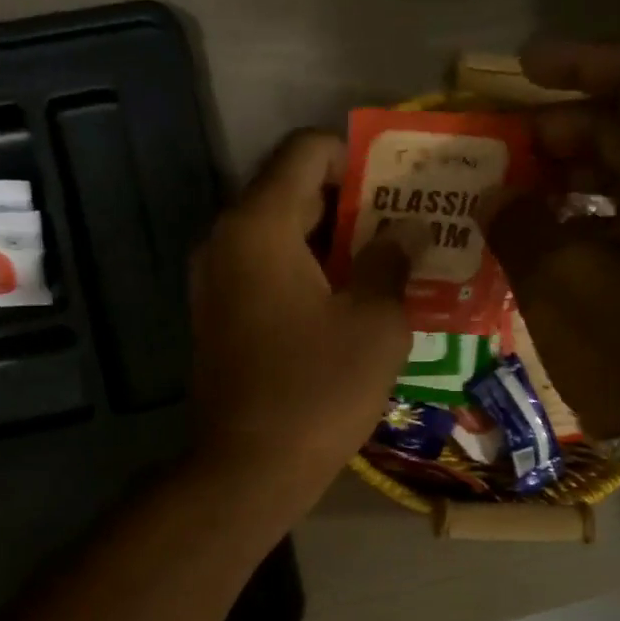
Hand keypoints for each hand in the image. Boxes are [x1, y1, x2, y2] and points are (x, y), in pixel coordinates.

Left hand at [189, 129, 410, 514]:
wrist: (248, 469)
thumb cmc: (318, 391)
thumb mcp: (375, 323)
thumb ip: (390, 262)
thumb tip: (400, 234)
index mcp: (258, 225)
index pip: (305, 151)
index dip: (356, 155)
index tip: (397, 186)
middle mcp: (225, 240)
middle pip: (290, 191)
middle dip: (350, 201)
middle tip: (405, 224)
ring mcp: (214, 281)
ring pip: (278, 235)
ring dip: (330, 241)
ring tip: (386, 262)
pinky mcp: (218, 317)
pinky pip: (265, 272)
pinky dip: (305, 273)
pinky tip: (349, 301)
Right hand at [477, 40, 619, 443]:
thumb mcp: (559, 284)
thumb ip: (520, 224)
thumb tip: (498, 197)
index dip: (580, 62)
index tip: (521, 69)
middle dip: (562, 126)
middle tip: (499, 146)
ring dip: (570, 172)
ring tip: (509, 191)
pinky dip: (587, 213)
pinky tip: (540, 235)